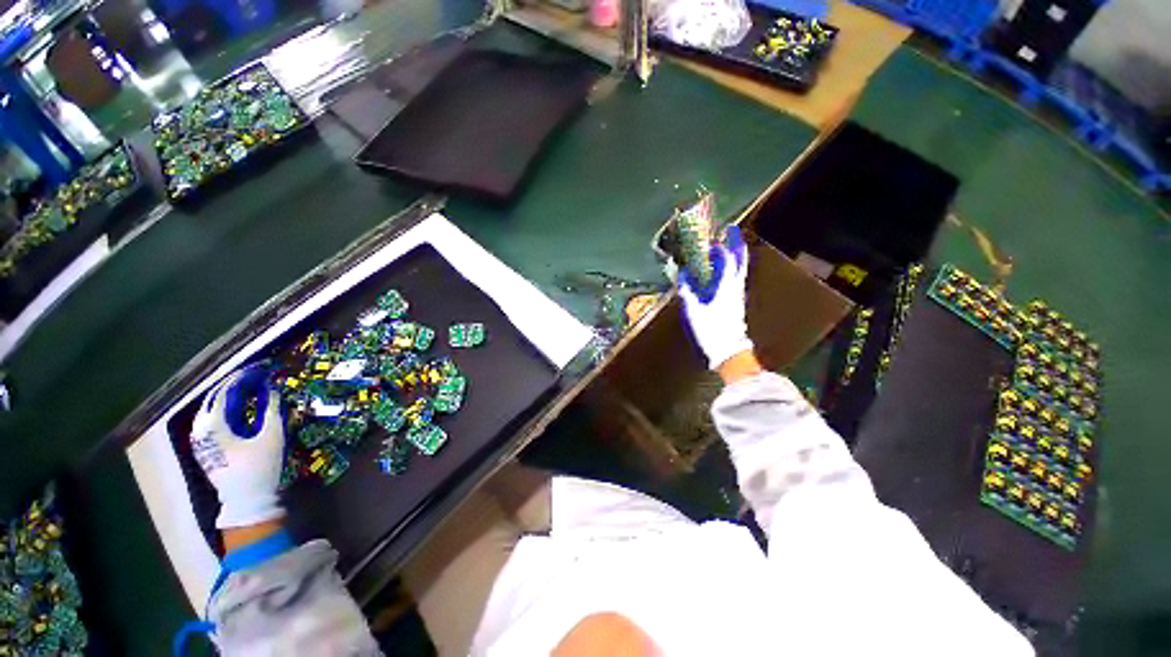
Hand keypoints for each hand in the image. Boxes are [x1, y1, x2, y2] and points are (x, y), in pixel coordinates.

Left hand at [191, 365, 286, 528]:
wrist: (247, 500)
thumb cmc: (259, 467)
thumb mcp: (271, 437)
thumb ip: (271, 410)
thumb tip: (272, 389)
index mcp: (213, 426)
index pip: (224, 393)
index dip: (241, 379)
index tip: (259, 370)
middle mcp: (200, 431)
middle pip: (213, 400)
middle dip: (233, 386)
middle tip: (254, 377)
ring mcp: (200, 441)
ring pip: (210, 411)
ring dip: (228, 398)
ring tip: (247, 389)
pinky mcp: (205, 449)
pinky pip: (211, 421)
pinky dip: (225, 410)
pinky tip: (238, 409)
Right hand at [678, 225, 753, 369]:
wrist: (729, 351)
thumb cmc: (711, 330)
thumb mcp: (694, 311)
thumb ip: (688, 293)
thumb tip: (682, 278)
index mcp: (727, 288)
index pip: (728, 262)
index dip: (723, 249)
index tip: (717, 239)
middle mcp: (736, 289)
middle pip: (740, 264)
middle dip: (737, 247)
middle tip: (733, 234)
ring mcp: (738, 298)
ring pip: (739, 272)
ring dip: (735, 259)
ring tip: (728, 251)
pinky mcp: (737, 305)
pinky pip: (735, 282)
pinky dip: (731, 273)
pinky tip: (723, 275)